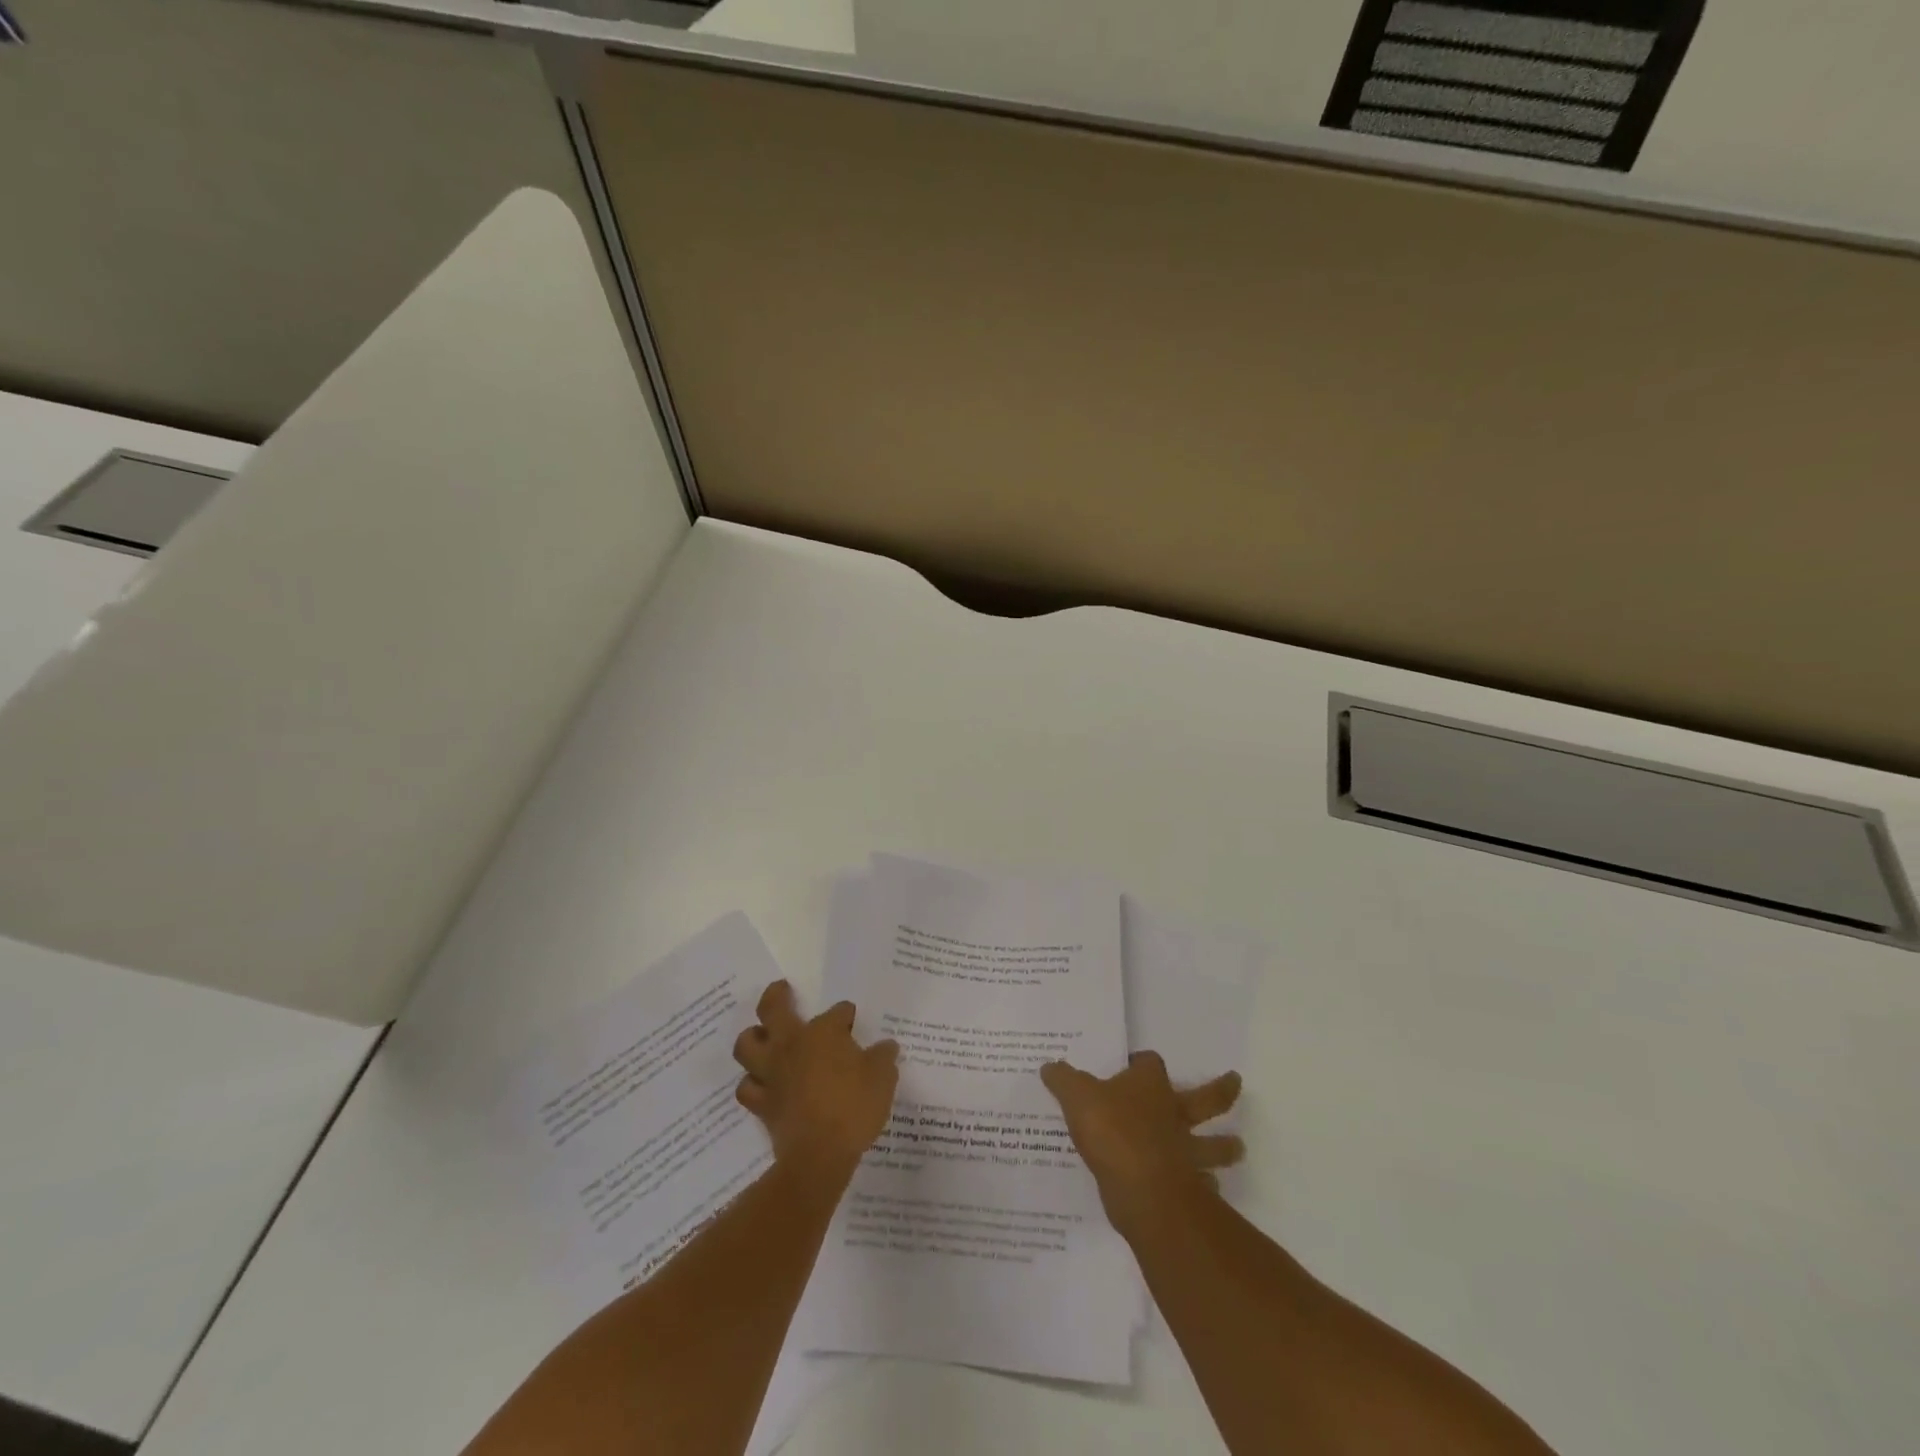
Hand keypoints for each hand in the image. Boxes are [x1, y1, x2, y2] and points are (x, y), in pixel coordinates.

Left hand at [734, 980, 899, 1189]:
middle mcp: (791, 1044)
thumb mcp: (883, 1078)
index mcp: (823, 1032)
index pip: (837, 1012)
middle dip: (777, 995)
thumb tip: (886, 1046)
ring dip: (752, 1038)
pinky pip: (747, 1087)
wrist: (820, 1154)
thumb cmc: (854, 1107)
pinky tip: (762, 1084)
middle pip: (772, 1008)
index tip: (852, 1021)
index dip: (846, 1015)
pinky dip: (752, 1083)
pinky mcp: (762, 1103)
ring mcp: (772, 1073)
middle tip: (782, 990)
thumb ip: (883, 1058)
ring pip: (746, 1044)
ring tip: (762, 1037)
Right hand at [1040, 1052, 1243, 1235]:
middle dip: (1221, 1091)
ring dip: (1226, 1147)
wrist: (1142, 1188)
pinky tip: (1206, 1191)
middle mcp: (1174, 1113)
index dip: (1143, 1062)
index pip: (1150, 1063)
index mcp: (1149, 1086)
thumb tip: (1049, 1066)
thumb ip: (1063, 1080)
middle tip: (1236, 1083)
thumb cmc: (1111, 1130)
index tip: (1135, 1063)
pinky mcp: (1188, 1187)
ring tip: (1237, 1148)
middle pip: (1206, 1098)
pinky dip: (1207, 1188)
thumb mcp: (1076, 1097)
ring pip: (1214, 1146)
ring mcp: (1186, 1151)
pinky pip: (1204, 1186)